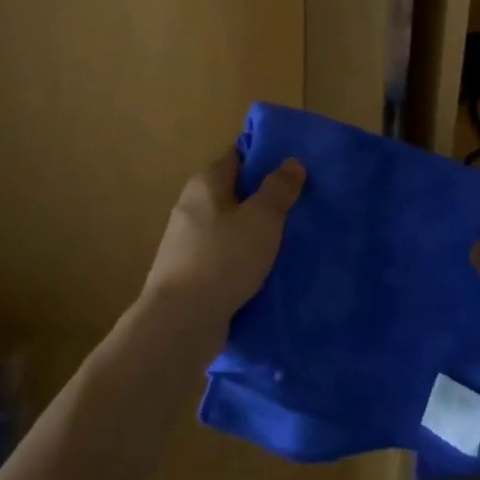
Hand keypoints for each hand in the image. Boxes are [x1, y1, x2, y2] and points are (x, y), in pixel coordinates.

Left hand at [144, 149, 304, 334]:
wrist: (181, 322)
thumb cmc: (223, 258)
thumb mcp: (262, 218)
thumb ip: (278, 188)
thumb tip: (291, 162)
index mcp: (205, 184)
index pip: (237, 156)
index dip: (263, 157)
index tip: (293, 166)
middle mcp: (191, 207)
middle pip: (233, 192)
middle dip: (262, 198)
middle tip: (299, 204)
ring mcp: (187, 243)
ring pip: (229, 227)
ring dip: (253, 232)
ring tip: (288, 239)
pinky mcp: (189, 275)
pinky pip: (223, 257)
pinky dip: (242, 259)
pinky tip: (264, 271)